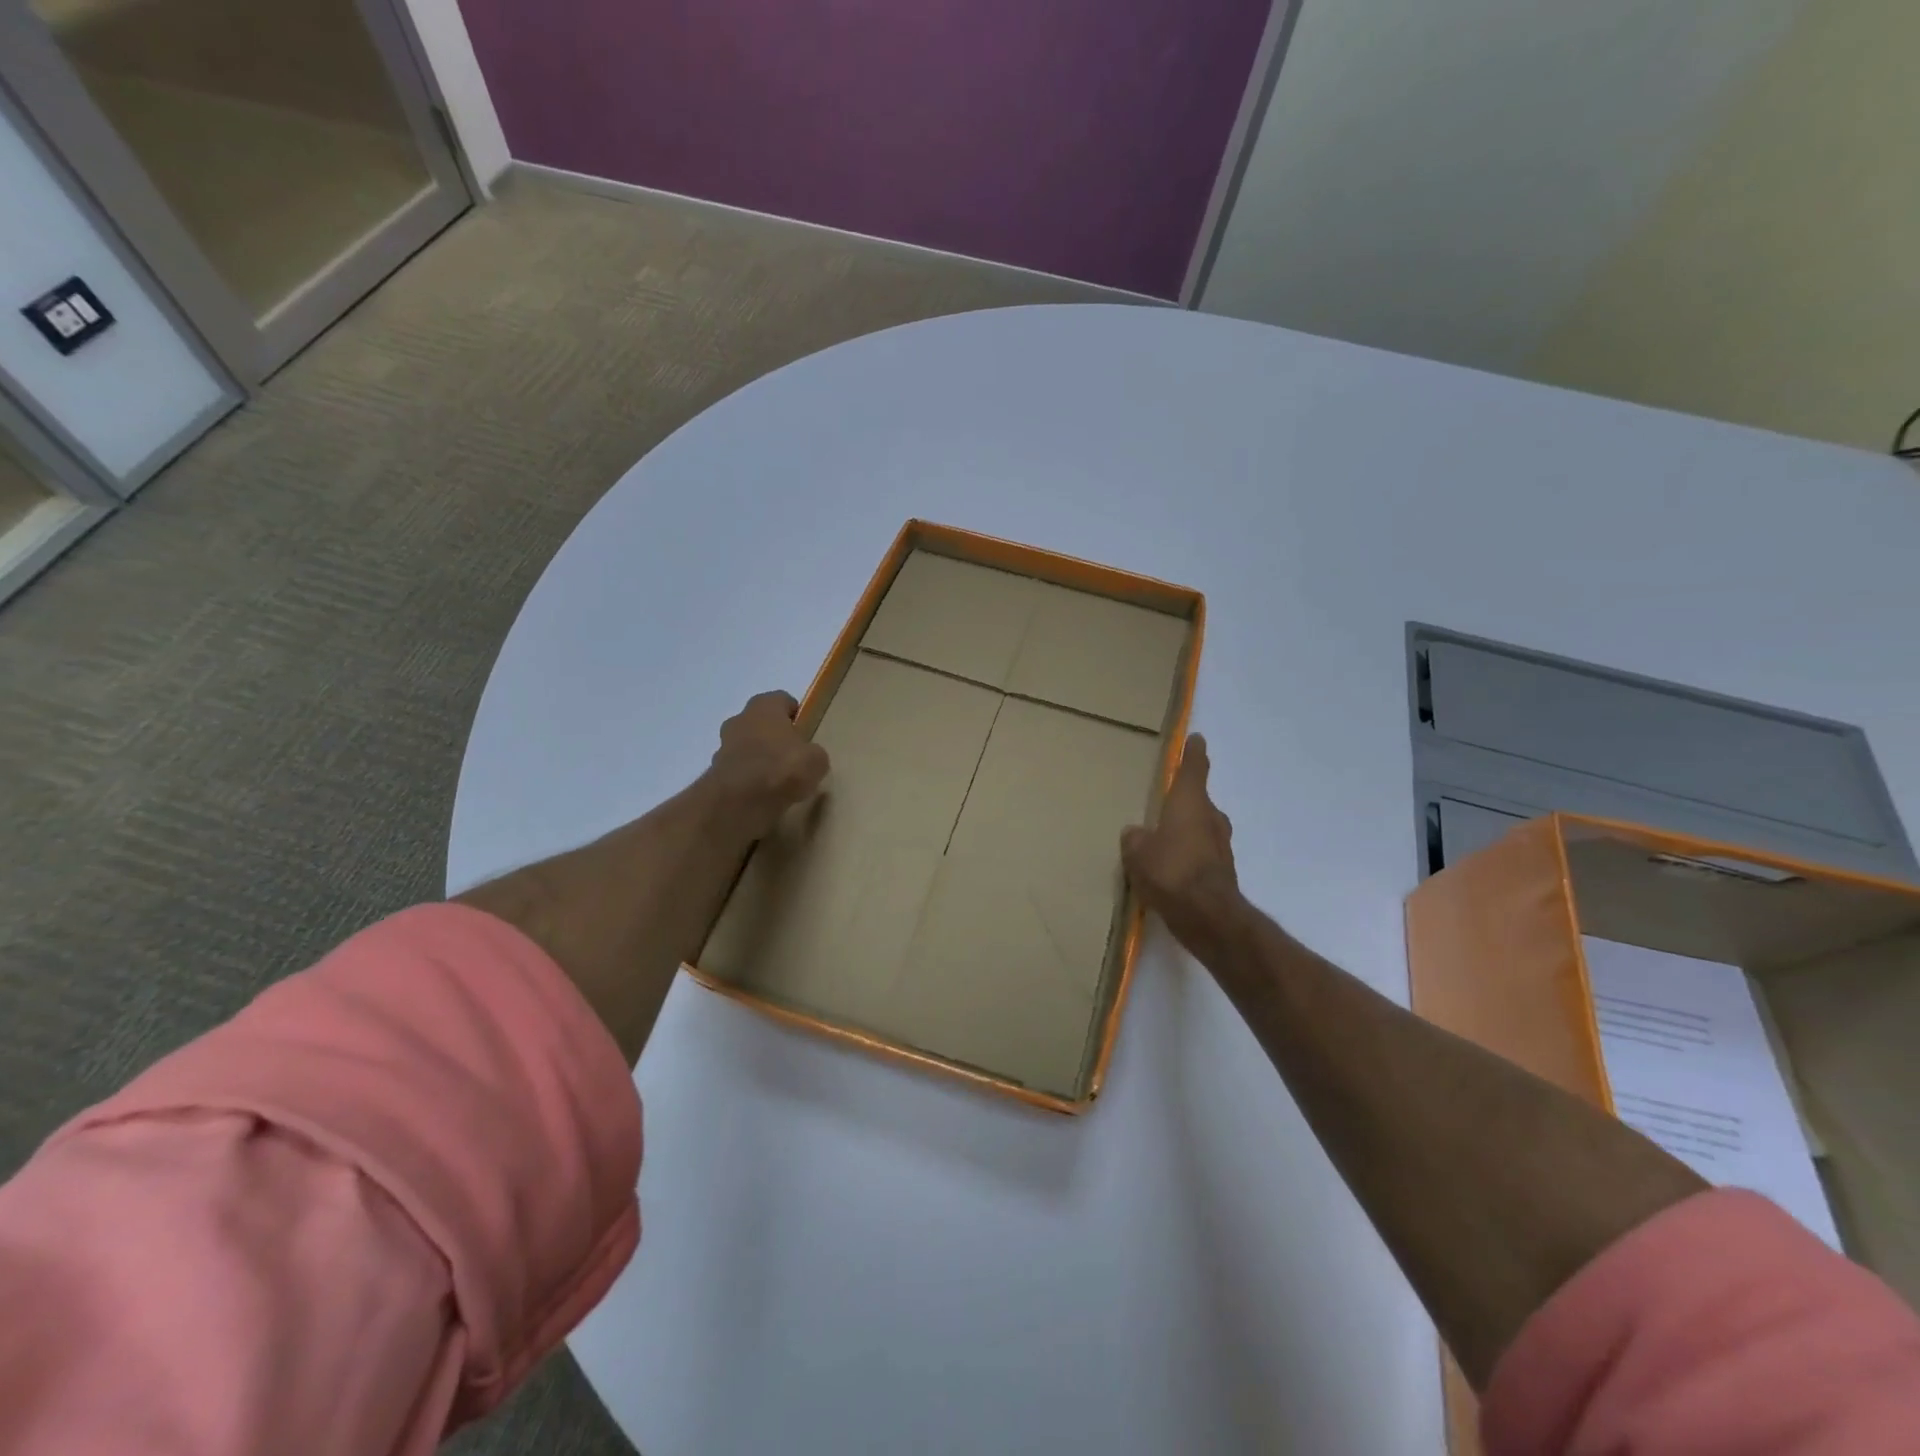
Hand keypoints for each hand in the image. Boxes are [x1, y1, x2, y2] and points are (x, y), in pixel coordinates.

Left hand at [708, 691, 830, 838]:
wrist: (739, 801)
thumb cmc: (782, 768)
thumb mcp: (816, 760)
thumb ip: (813, 753)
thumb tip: (809, 757)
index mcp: (764, 706)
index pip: (782, 700)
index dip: (796, 715)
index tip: (806, 733)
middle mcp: (740, 719)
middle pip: (761, 723)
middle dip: (774, 736)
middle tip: (793, 756)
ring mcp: (723, 746)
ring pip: (747, 747)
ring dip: (759, 758)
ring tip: (778, 780)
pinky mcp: (715, 772)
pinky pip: (738, 771)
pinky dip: (748, 779)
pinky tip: (763, 795)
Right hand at [1121, 734, 1242, 958]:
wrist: (1208, 917)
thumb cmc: (1170, 871)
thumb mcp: (1137, 852)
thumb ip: (1135, 838)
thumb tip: (1137, 833)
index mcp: (1190, 802)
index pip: (1194, 769)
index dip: (1193, 753)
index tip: (1196, 739)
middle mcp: (1211, 818)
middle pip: (1198, 801)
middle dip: (1184, 801)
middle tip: (1164, 803)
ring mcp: (1220, 846)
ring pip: (1201, 828)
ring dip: (1186, 831)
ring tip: (1162, 840)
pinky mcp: (1222, 871)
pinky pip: (1201, 854)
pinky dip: (1189, 856)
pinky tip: (1170, 870)